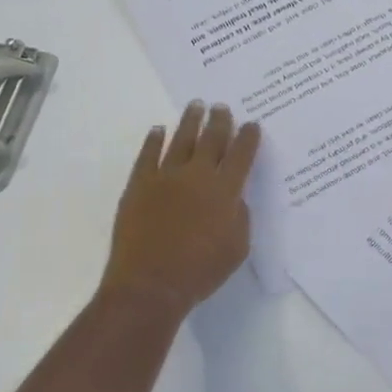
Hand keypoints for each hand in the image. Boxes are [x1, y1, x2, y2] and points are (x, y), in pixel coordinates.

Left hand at [102, 101, 260, 319]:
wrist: (149, 285)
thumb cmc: (200, 271)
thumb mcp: (237, 248)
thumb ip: (240, 217)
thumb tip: (235, 199)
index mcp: (226, 190)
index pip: (242, 155)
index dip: (248, 137)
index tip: (251, 124)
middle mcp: (198, 175)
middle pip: (212, 139)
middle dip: (220, 121)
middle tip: (222, 106)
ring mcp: (166, 177)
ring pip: (182, 140)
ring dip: (191, 121)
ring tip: (196, 105)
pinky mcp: (139, 185)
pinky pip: (148, 155)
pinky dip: (153, 140)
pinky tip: (158, 130)